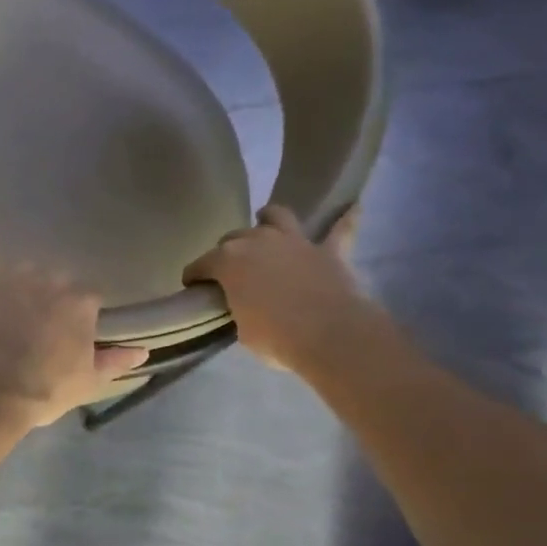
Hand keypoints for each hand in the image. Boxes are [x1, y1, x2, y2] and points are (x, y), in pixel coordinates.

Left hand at [0, 258, 148, 427]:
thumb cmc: (45, 388)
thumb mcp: (88, 381)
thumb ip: (116, 361)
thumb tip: (143, 350)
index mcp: (81, 300)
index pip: (88, 297)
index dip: (78, 316)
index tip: (69, 334)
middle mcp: (49, 277)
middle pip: (51, 280)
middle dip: (44, 297)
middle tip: (33, 326)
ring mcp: (10, 275)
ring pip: (13, 272)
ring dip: (9, 286)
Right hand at [184, 205, 369, 372]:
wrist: (329, 334)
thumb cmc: (276, 338)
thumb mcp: (242, 330)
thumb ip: (238, 308)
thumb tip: (244, 306)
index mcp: (228, 261)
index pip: (201, 264)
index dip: (194, 277)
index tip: (193, 287)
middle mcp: (258, 241)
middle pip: (234, 238)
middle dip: (227, 251)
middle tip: (229, 270)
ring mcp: (294, 241)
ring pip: (277, 216)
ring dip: (269, 219)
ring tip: (266, 223)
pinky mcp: (328, 250)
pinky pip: (340, 229)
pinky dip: (345, 219)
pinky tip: (353, 207)